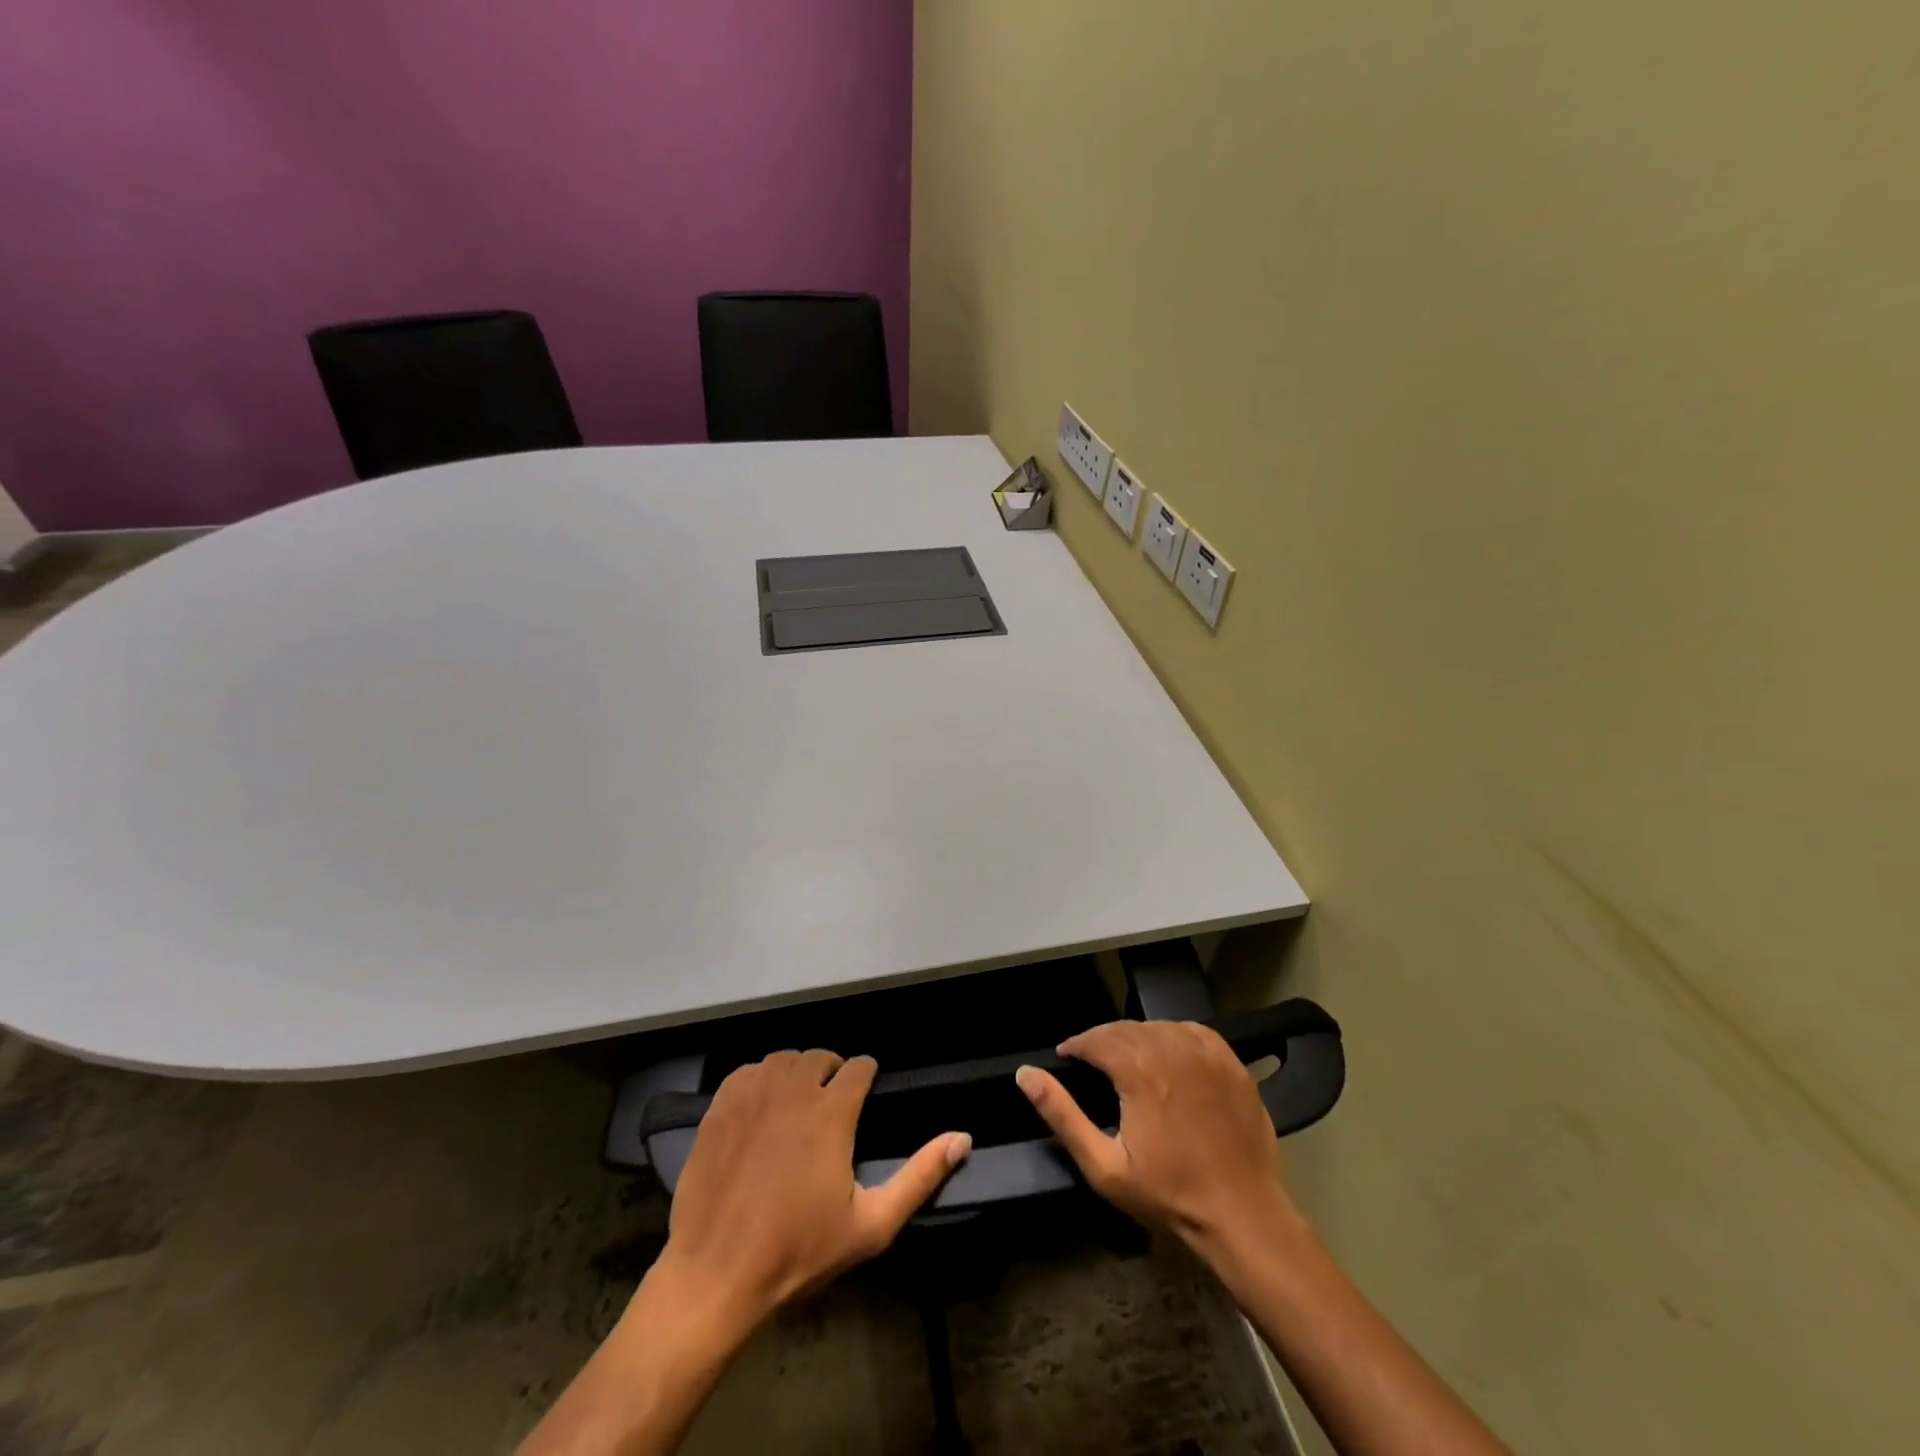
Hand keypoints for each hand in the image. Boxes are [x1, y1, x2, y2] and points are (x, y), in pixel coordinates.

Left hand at [663, 1049, 970, 1324]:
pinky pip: (747, 1071)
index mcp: (831, 1112)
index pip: (859, 1066)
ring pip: (784, 1060)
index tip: (865, 1093)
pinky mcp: (720, 1106)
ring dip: (796, 1073)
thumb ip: (920, 1177)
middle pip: (820, 1056)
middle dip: (832, 1073)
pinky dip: (760, 1079)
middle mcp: (794, 1089)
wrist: (715, 1274)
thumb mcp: (871, 1225)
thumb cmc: (798, 1251)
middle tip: (832, 1105)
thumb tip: (962, 1138)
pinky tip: (761, 1107)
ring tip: (798, 1103)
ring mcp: (752, 1094)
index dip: (867, 1075)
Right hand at [1016, 1021, 1301, 1263]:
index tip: (1066, 1057)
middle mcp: (1171, 1048)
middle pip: (1125, 1029)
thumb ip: (1061, 1115)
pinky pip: (1191, 1031)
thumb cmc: (1168, 1195)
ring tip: (1127, 1061)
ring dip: (1136, 1038)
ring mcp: (1205, 1053)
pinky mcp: (1230, 1062)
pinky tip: (1168, 1056)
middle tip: (1093, 1064)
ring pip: (1157, 1026)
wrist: (1243, 1215)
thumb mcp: (1103, 1166)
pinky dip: (1172, 1036)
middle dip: (1103, 1041)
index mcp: (1139, 1069)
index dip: (1076, 1045)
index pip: (1096, 1038)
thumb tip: (1026, 1075)